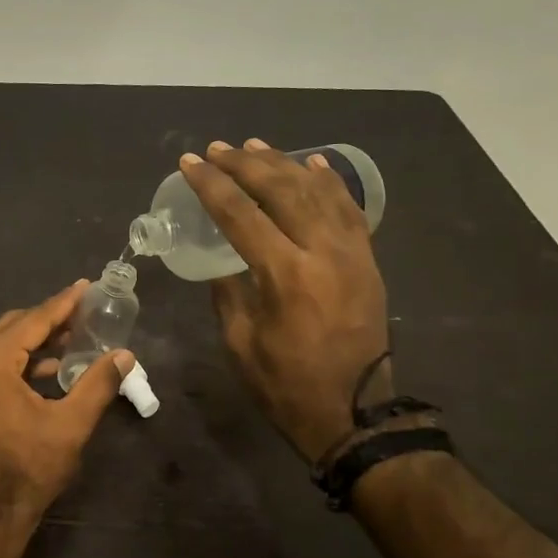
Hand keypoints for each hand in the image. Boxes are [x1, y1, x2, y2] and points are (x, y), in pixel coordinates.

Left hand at [0, 282, 134, 538]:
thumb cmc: (27, 470)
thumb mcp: (70, 426)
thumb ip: (97, 384)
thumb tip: (125, 356)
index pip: (32, 321)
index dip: (63, 303)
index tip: (85, 286)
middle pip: (12, 327)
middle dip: (48, 319)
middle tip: (83, 313)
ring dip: (34, 341)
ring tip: (72, 339)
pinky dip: (18, 362)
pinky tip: (48, 370)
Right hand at [180, 139, 389, 462]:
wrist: (354, 411)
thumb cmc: (286, 383)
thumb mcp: (240, 342)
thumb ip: (228, 293)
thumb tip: (223, 262)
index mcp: (286, 274)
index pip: (241, 214)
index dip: (212, 185)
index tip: (190, 163)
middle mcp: (322, 251)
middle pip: (281, 190)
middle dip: (245, 164)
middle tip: (217, 149)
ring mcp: (352, 252)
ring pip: (317, 191)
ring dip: (284, 163)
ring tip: (255, 146)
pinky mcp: (367, 260)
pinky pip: (350, 208)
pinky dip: (330, 182)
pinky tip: (313, 163)